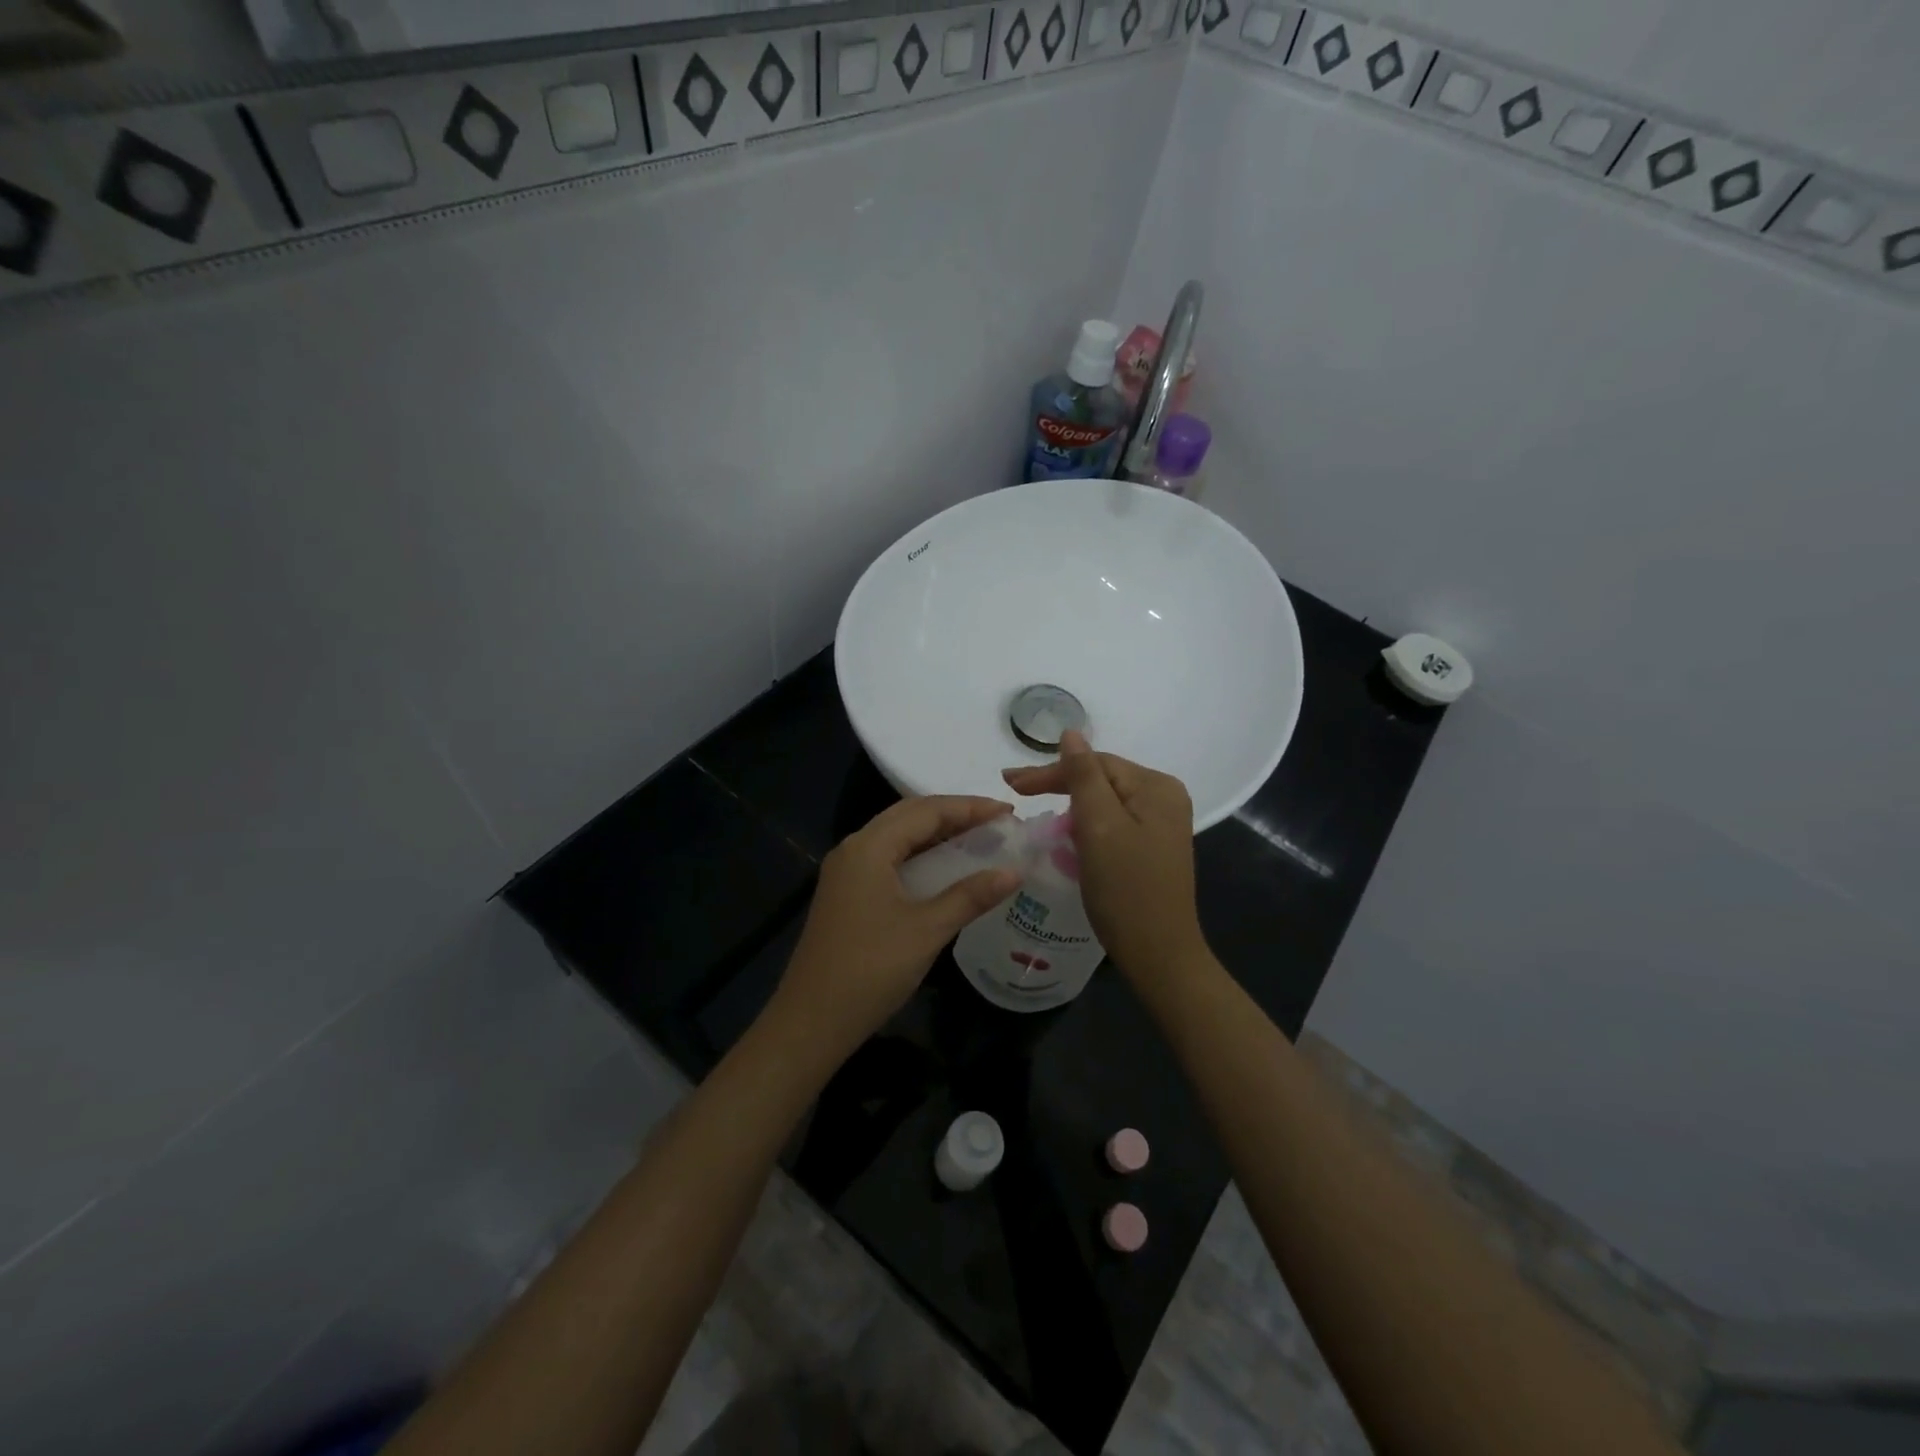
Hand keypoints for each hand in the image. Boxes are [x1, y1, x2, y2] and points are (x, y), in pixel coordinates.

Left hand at [773, 796, 1020, 1058]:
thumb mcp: (927, 930)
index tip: (1008, 811)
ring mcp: (846, 872)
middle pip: (909, 816)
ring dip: (936, 834)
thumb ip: (971, 896)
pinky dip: (919, 856)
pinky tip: (943, 871)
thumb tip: (1014, 871)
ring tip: (977, 839)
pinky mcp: (846, 894)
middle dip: (953, 814)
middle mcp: (854, 849)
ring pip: (897, 837)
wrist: (811, 1021)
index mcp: (869, 846)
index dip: (969, 807)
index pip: (926, 810)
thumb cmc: (871, 969)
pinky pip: (888, 859)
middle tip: (996, 823)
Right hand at [1001, 731, 1204, 983]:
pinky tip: (1066, 833)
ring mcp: (1161, 824)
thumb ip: (1083, 775)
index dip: (1051, 771)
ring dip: (1070, 805)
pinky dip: (1086, 825)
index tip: (1010, 783)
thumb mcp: (1099, 826)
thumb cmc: (1126, 889)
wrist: (1159, 954)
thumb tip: (1071, 732)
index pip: (1095, 763)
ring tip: (1035, 809)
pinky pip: (1112, 823)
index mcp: (1157, 786)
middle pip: (1101, 779)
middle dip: (1059, 785)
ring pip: (1104, 802)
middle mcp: (1165, 798)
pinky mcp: (1152, 847)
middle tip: (1014, 790)